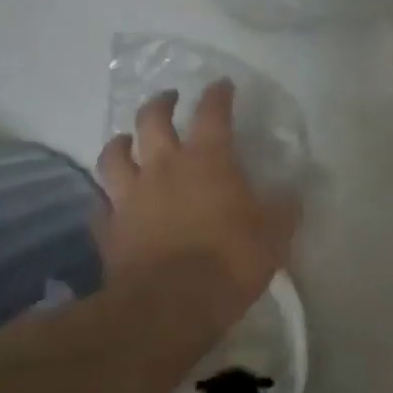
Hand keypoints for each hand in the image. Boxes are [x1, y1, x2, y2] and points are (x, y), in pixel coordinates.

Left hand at [95, 80, 300, 324]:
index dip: (218, 95)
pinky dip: (106, 198)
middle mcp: (164, 167)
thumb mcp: (274, 235)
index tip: (222, 85)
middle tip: (169, 99)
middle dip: (161, 104)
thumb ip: (283, 210)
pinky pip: (100, 204)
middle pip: (152, 120)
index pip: (212, 113)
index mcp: (207, 160)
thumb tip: (292, 195)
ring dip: (121, 142)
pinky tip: (111, 201)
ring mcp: (130, 196)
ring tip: (127, 140)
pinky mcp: (108, 228)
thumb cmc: (230, 261)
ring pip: (114, 155)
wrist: (169, 306)